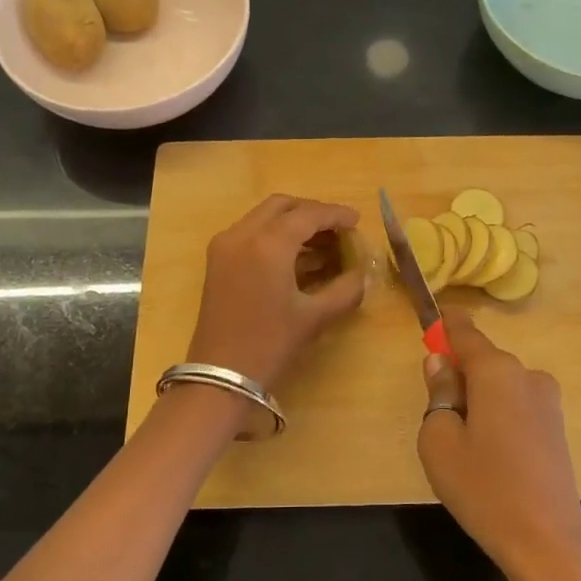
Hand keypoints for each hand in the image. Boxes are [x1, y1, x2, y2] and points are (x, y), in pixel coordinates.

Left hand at [187, 195, 366, 391]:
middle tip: (337, 229)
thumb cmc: (271, 344)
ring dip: (292, 222)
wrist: (221, 375)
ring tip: (322, 243)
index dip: (335, 215)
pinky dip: (274, 234)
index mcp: (268, 244)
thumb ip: (345, 290)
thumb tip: (363, 274)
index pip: (307, 215)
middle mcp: (242, 234)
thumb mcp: (315, 317)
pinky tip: (297, 256)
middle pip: (282, 206)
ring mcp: (225, 246)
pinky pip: (250, 232)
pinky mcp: (217, 260)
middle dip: (312, 212)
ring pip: (263, 216)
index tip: (357, 220)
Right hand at [417, 311, 580, 580]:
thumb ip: (438, 393)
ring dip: (478, 397)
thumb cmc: (482, 487)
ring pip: (500, 384)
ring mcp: (547, 401)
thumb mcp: (439, 440)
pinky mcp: (556, 426)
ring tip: (463, 443)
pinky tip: (489, 453)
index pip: (466, 332)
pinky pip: (516, 404)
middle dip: (459, 373)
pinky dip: (497, 413)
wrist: (545, 541)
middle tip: (437, 410)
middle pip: (483, 360)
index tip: (431, 317)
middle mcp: (527, 375)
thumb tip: (441, 363)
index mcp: (496, 371)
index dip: (446, 324)